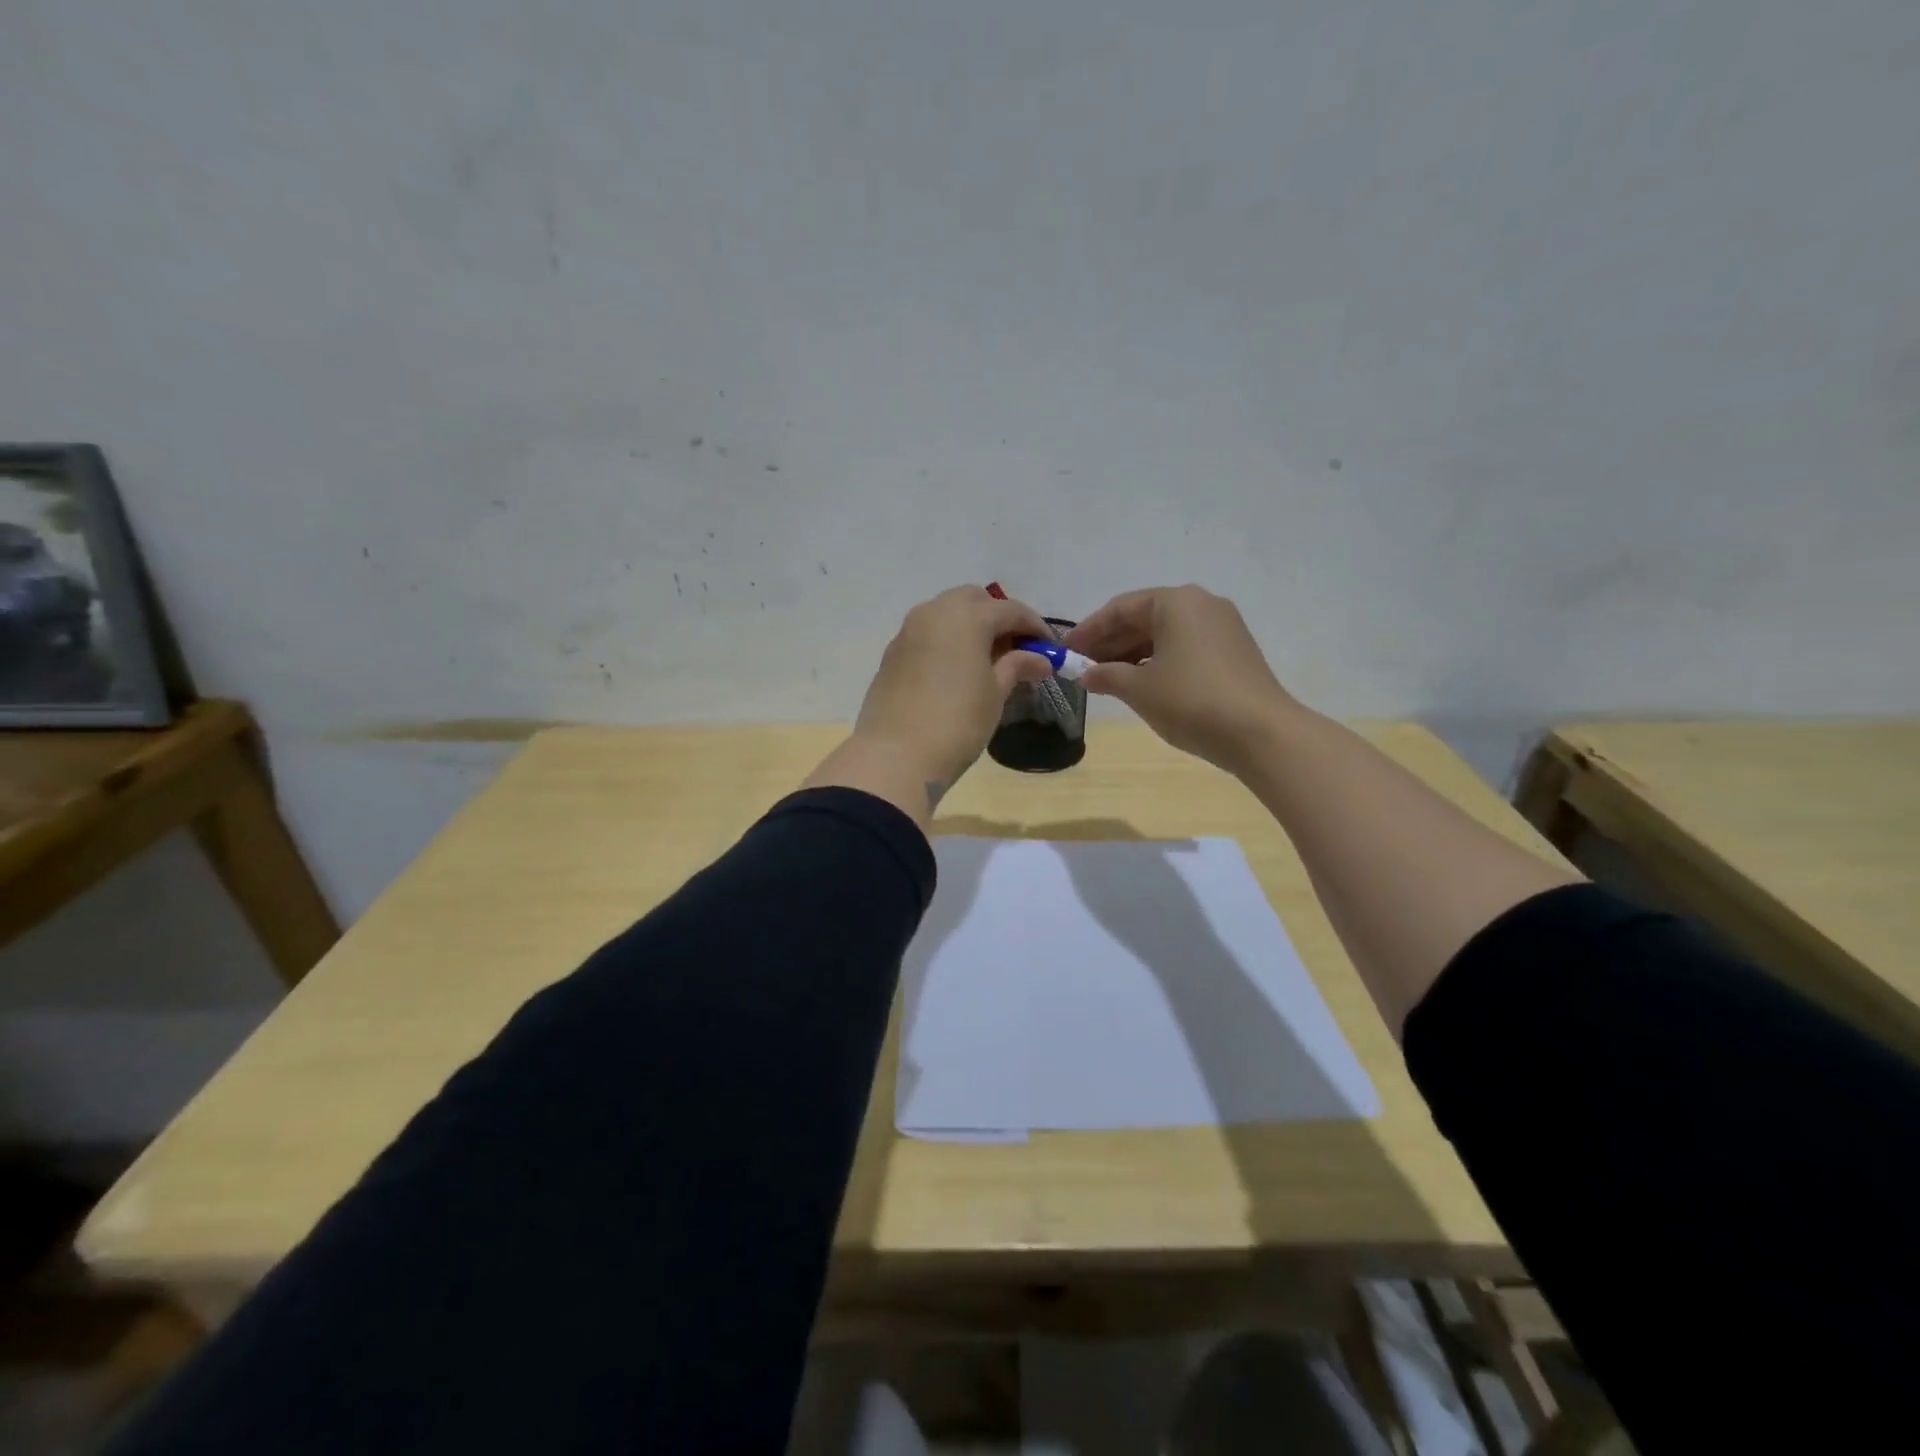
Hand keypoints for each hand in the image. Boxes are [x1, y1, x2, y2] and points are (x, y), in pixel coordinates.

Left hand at [804, 586, 1054, 825]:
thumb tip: (1040, 659)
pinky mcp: (892, 653)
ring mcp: (908, 631)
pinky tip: (956, 671)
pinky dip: (947, 641)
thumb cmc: (957, 722)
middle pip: (974, 600)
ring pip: (946, 614)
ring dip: (970, 627)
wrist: (896, 756)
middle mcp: (934, 612)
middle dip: (998, 618)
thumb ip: (1017, 666)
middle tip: (1015, 649)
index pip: (1010, 610)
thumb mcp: (995, 693)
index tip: (1050, 648)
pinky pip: (927, 634)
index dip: (1035, 627)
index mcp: (966, 616)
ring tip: (987, 661)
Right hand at [1065, 585, 1297, 774]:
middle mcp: (1201, 604)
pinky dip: (1158, 661)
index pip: (1121, 608)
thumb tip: (1087, 674)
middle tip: (1082, 665)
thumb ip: (1107, 676)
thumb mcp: (1139, 689)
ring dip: (1132, 654)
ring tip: (1106, 678)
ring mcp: (1222, 627)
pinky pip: (1184, 647)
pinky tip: (1140, 683)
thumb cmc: (1191, 701)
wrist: (1260, 733)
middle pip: (1144, 618)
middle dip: (1111, 642)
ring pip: (1165, 634)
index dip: (1089, 630)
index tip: (1065, 649)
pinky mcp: (1234, 652)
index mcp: (1176, 602)